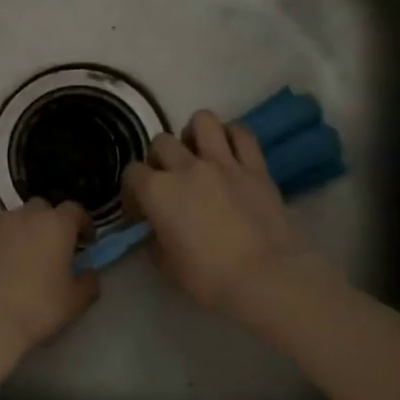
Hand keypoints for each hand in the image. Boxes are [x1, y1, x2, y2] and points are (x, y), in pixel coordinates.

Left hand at [0, 199, 100, 354]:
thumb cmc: (36, 309)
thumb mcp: (74, 302)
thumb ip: (89, 282)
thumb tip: (89, 272)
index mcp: (55, 225)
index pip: (74, 210)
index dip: (82, 223)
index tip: (86, 241)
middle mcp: (23, 216)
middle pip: (41, 208)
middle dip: (50, 223)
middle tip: (53, 248)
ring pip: (13, 219)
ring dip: (21, 232)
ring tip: (22, 259)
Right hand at [122, 110, 319, 320]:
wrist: (267, 277)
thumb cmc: (210, 278)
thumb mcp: (168, 266)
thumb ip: (156, 240)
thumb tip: (157, 230)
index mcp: (158, 191)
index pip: (132, 173)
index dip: (133, 189)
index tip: (141, 207)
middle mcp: (186, 167)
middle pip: (162, 142)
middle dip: (160, 158)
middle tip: (170, 179)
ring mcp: (223, 162)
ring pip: (202, 120)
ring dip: (195, 133)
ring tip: (199, 152)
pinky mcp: (255, 166)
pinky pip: (242, 134)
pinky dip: (233, 136)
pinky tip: (231, 151)